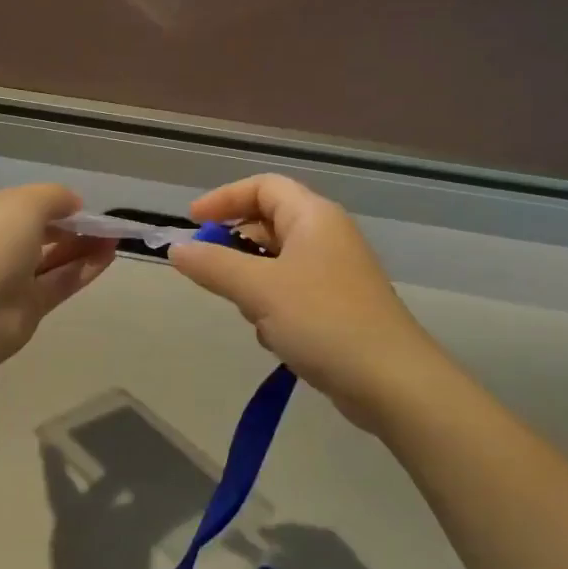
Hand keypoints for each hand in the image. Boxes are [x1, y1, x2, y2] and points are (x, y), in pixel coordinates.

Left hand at [0, 184, 115, 364]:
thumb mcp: (26, 202)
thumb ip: (55, 196)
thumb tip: (73, 203)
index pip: (12, 201)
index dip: (45, 200)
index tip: (75, 204)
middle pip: (34, 230)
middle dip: (68, 226)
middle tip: (100, 224)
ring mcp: (5, 277)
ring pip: (49, 258)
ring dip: (81, 247)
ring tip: (113, 237)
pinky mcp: (24, 306)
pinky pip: (58, 282)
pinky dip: (82, 269)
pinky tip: (109, 256)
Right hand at [168, 174, 444, 431]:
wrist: (391, 382)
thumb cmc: (323, 321)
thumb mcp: (259, 290)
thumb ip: (213, 265)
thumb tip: (176, 249)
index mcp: (313, 217)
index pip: (262, 186)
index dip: (224, 198)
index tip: (191, 223)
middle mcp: (326, 236)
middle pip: (268, 223)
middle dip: (235, 247)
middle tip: (211, 273)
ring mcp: (335, 272)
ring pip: (276, 262)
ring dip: (253, 284)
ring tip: (252, 313)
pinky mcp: (337, 306)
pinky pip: (291, 292)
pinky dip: (273, 307)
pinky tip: (275, 337)